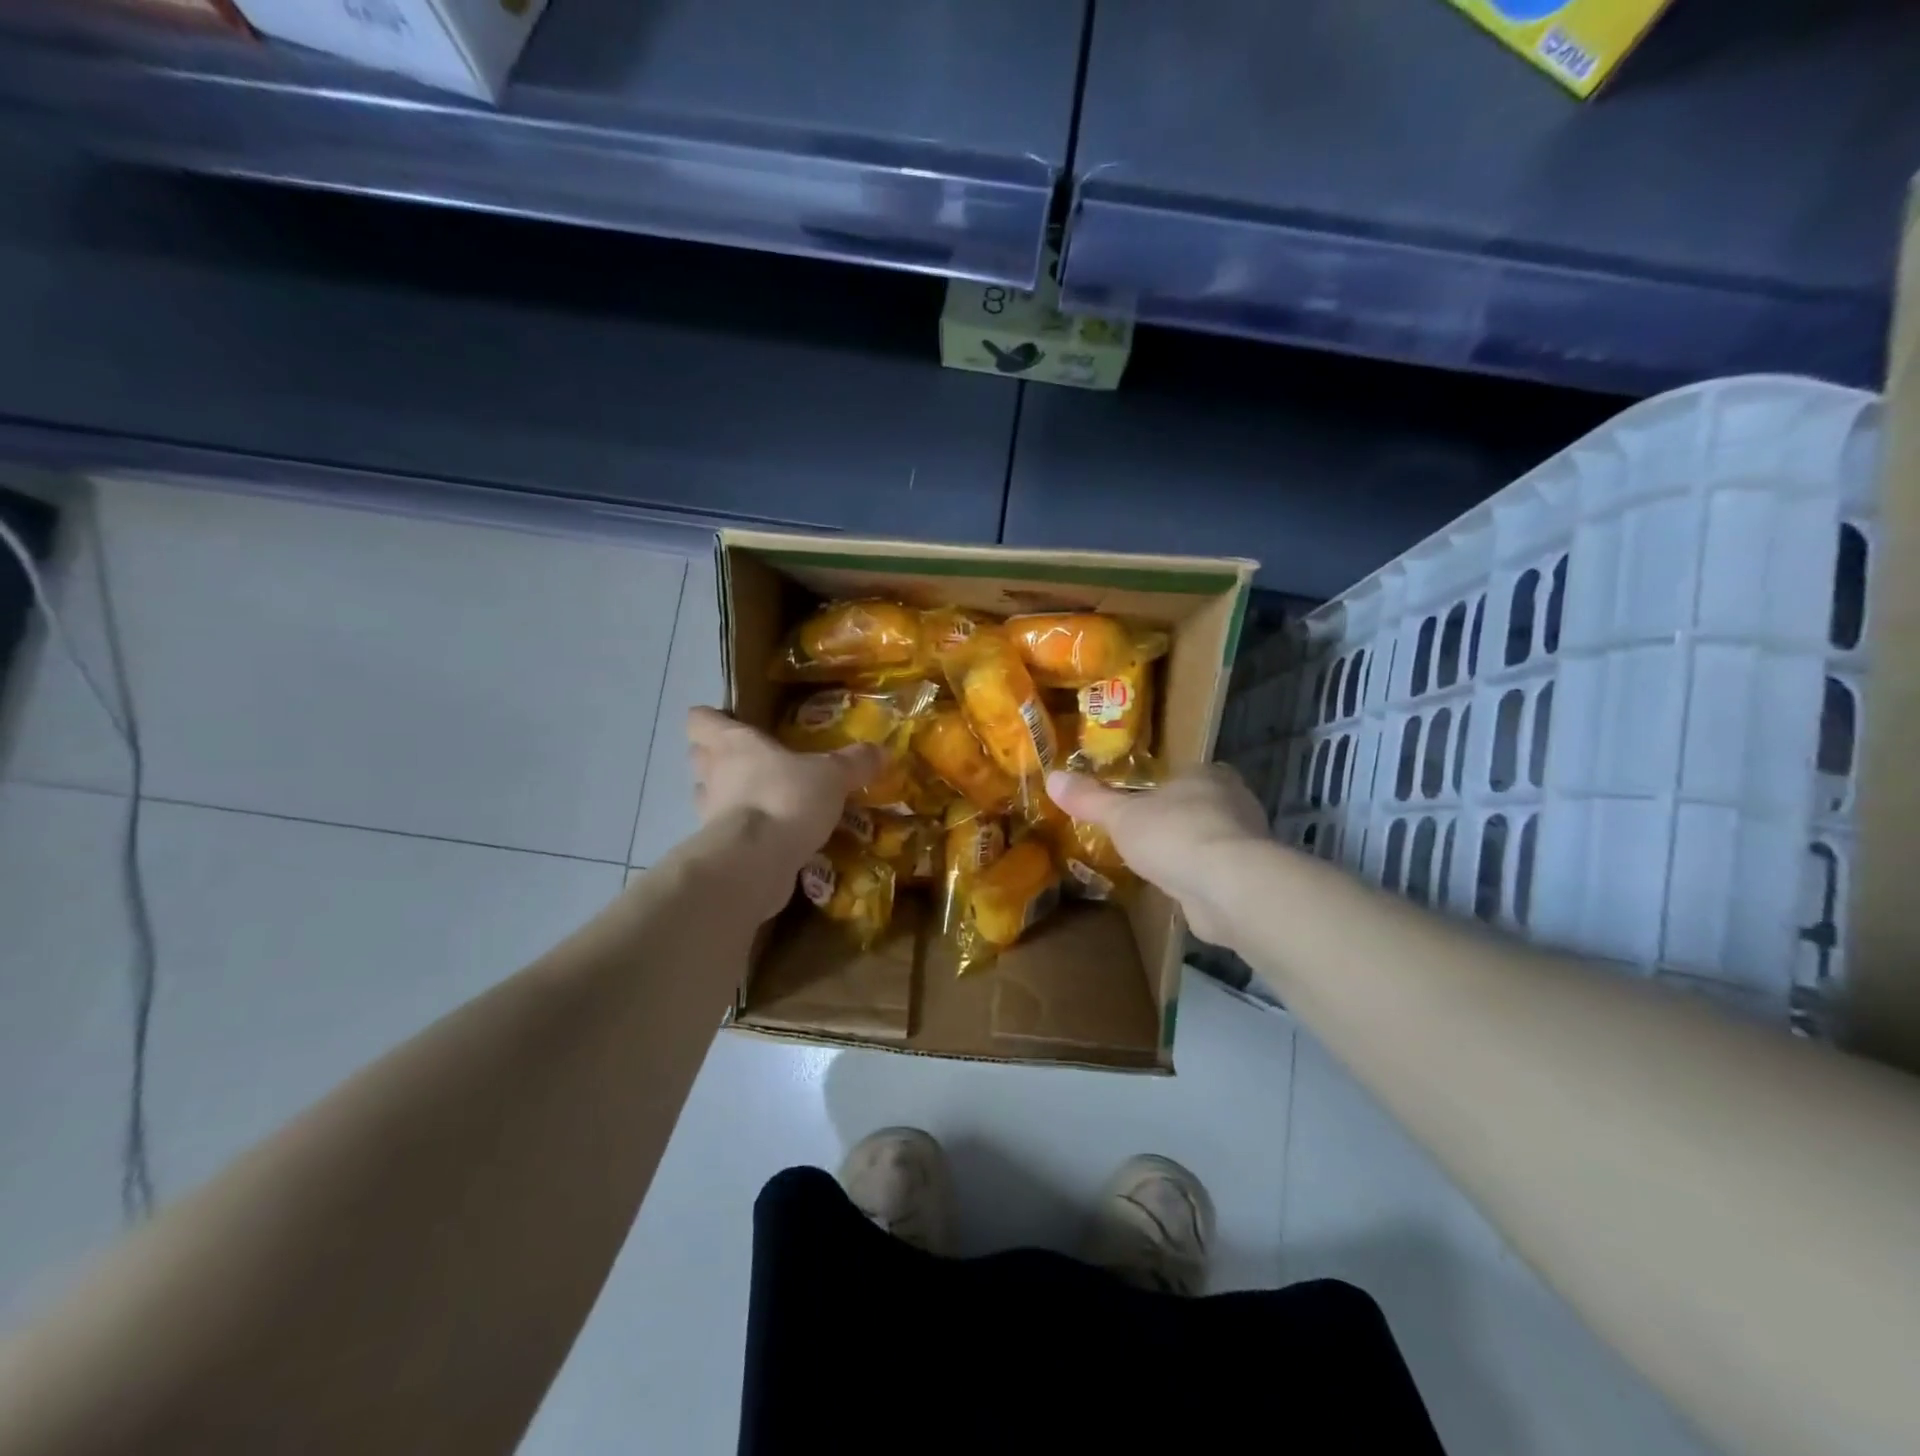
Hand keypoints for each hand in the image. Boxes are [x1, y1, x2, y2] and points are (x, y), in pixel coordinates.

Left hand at [686, 707, 886, 921]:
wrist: (756, 862)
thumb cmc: (786, 799)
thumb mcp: (832, 776)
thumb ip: (855, 762)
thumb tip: (882, 750)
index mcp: (733, 743)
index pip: (701, 720)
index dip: (712, 718)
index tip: (734, 721)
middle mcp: (712, 774)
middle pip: (699, 756)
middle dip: (719, 757)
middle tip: (754, 761)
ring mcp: (709, 814)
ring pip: (709, 795)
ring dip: (728, 796)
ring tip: (762, 798)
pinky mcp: (717, 849)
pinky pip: (726, 832)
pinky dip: (743, 832)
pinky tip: (771, 835)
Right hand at [1046, 765, 1268, 944]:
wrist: (1228, 887)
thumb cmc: (1173, 835)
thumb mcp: (1121, 815)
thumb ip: (1089, 799)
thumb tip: (1052, 776)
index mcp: (1206, 774)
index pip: (1182, 774)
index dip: (1161, 788)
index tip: (1138, 803)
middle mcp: (1233, 800)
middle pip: (1198, 805)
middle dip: (1174, 819)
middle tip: (1142, 834)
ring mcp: (1246, 840)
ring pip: (1210, 838)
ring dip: (1188, 850)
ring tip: (1157, 864)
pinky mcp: (1250, 876)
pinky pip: (1217, 870)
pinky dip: (1199, 878)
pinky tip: (1179, 889)